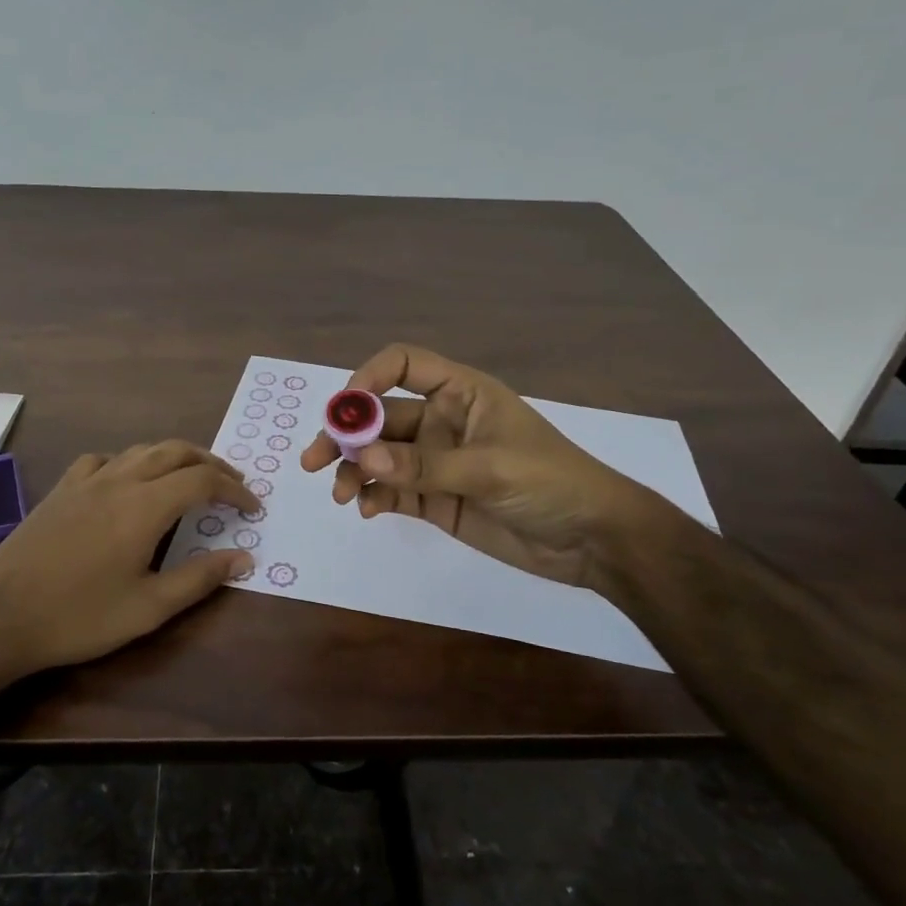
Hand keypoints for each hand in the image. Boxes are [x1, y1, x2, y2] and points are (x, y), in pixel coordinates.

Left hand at [0, 442, 255, 687]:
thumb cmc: (79, 617)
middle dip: (211, 464)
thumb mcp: (148, 608)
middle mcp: (119, 480)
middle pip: (176, 452)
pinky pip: (104, 460)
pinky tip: (128, 481)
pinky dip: (130, 462)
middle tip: (233, 485)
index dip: (235, 490)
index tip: (253, 508)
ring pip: (141, 450)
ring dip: (175, 457)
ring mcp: (86, 481)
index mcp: (144, 506)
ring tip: (192, 477)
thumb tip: (245, 557)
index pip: (203, 480)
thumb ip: (200, 578)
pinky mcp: (61, 489)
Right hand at [300, 344, 655, 589]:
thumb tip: (364, 460)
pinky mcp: (435, 499)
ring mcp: (436, 462)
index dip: (370, 377)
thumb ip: (425, 466)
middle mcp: (442, 421)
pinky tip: (367, 510)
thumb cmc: (552, 482)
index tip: (345, 408)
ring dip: (354, 469)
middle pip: (380, 416)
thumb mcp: (491, 468)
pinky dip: (374, 497)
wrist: (592, 540)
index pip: (405, 364)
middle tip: (313, 458)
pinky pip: (393, 491)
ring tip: (341, 494)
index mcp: (461, 393)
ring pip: (380, 456)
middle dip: (346, 435)